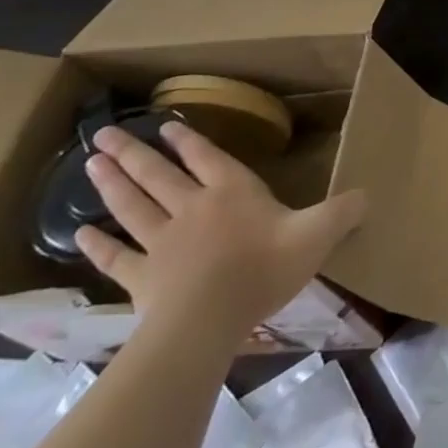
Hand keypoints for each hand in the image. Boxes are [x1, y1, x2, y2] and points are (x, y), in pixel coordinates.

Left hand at [77, 121, 365, 342]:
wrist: (207, 321)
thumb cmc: (265, 269)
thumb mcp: (318, 234)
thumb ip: (343, 212)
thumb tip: (369, 195)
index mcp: (233, 192)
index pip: (207, 158)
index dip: (187, 141)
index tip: (164, 126)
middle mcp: (192, 208)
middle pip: (158, 175)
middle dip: (133, 154)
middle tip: (103, 135)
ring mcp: (161, 243)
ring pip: (131, 207)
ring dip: (111, 185)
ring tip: (91, 164)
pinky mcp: (142, 279)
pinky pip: (116, 258)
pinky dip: (97, 246)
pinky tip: (78, 235)